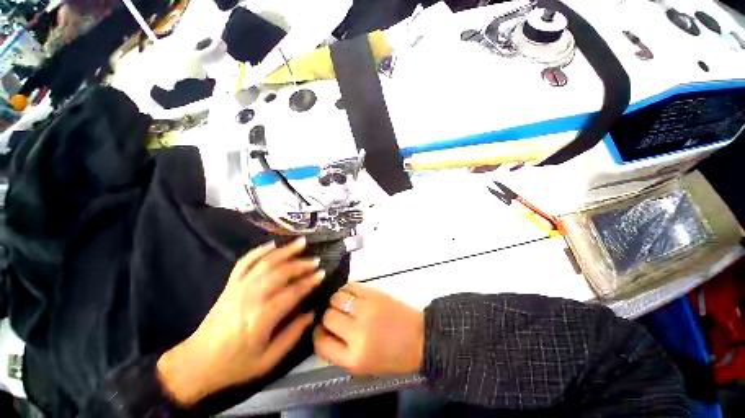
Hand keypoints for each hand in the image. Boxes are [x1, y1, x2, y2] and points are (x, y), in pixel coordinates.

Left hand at [157, 237, 323, 405]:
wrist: (197, 363)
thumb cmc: (235, 365)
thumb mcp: (268, 360)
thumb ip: (292, 336)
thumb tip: (311, 314)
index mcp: (261, 317)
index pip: (292, 293)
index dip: (309, 282)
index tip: (322, 274)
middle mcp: (250, 298)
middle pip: (280, 273)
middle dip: (301, 265)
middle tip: (316, 261)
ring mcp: (238, 288)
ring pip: (265, 263)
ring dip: (285, 251)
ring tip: (301, 242)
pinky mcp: (230, 285)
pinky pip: (244, 262)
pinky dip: (259, 251)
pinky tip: (272, 244)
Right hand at [313, 283, 423, 375]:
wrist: (420, 338)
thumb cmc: (393, 356)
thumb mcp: (364, 366)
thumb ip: (341, 352)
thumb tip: (325, 332)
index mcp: (353, 358)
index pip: (321, 343)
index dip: (318, 334)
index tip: (322, 330)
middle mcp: (357, 333)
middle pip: (328, 317)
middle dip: (328, 317)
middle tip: (336, 316)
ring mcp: (366, 310)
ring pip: (337, 299)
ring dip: (336, 301)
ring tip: (343, 304)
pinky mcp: (374, 294)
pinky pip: (351, 286)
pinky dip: (346, 290)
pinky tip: (350, 295)